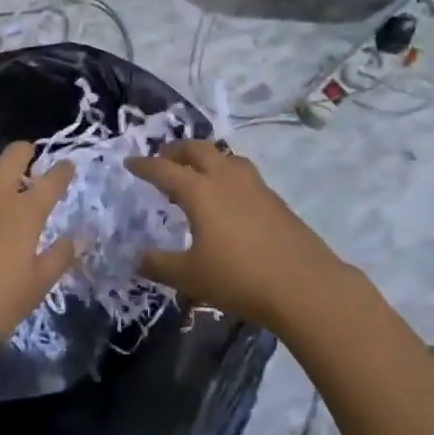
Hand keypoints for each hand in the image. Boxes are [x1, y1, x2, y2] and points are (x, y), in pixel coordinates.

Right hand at [125, 141, 345, 329]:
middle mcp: (226, 178)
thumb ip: (160, 265)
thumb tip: (137, 258)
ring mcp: (254, 185)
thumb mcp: (191, 277)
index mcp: (200, 190)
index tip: (130, 163)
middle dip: (177, 150)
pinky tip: (228, 200)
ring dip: (206, 159)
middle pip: (198, 150)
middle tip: (164, 159)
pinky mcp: (274, 199)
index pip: (164, 170)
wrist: (303, 284)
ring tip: (198, 175)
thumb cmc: (239, 278)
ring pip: (225, 157)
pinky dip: (227, 175)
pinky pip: (243, 174)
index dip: (144, 165)